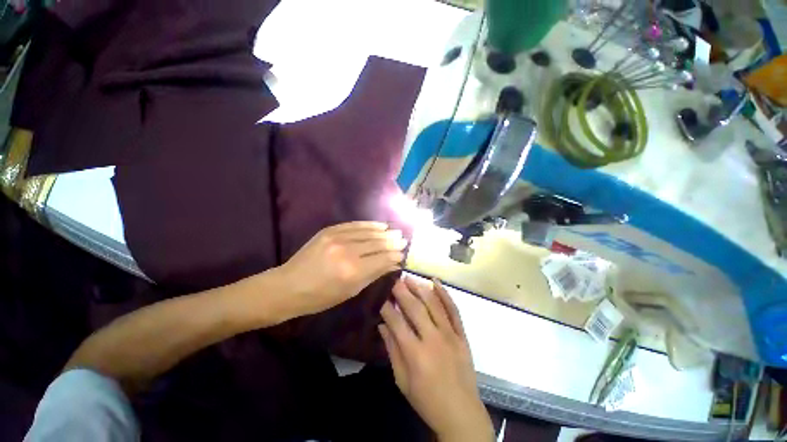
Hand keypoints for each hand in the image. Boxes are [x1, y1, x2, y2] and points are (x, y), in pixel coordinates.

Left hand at [279, 221, 406, 315]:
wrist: (288, 286)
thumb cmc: (321, 297)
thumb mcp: (351, 291)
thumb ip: (374, 274)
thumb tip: (393, 264)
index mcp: (353, 271)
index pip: (382, 259)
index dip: (395, 255)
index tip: (403, 254)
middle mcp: (347, 251)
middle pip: (377, 243)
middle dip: (393, 242)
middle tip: (404, 240)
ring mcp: (337, 238)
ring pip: (368, 233)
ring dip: (384, 232)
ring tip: (395, 232)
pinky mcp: (329, 230)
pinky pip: (354, 225)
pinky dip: (369, 225)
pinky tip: (379, 225)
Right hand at [379, 277, 493, 441]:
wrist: (462, 414)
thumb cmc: (427, 401)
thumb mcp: (403, 381)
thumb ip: (392, 351)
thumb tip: (382, 326)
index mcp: (416, 354)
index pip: (397, 323)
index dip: (387, 308)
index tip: (381, 298)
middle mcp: (433, 339)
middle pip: (415, 309)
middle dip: (402, 292)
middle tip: (394, 280)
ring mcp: (450, 335)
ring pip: (433, 305)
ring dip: (420, 289)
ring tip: (409, 278)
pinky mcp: (462, 335)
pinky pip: (454, 311)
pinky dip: (445, 295)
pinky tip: (436, 282)